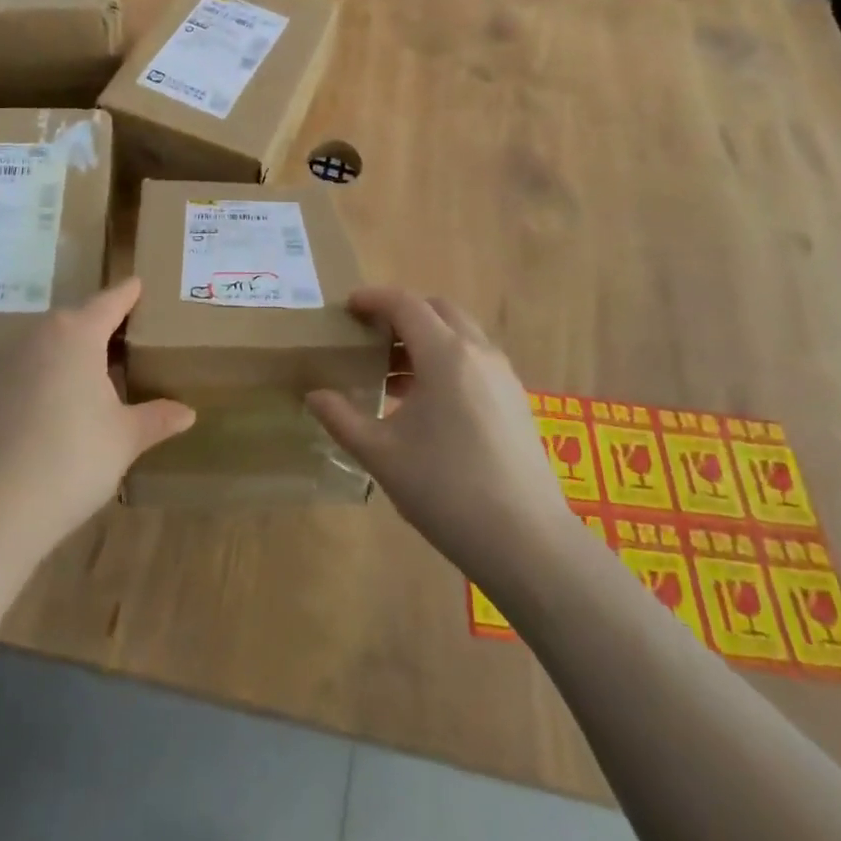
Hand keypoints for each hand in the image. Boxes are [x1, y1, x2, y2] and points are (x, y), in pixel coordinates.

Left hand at [0, 278, 193, 556]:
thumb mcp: (125, 437)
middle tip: (130, 333)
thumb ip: (157, 418)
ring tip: (101, 366)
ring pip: (51, 341)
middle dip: (102, 322)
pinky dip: (51, 371)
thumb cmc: (73, 458)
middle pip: (77, 317)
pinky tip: (65, 398)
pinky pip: (31, 365)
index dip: (129, 293)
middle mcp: (41, 335)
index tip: (141, 284)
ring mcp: (9, 362)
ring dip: (74, 347)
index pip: (110, 301)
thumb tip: (187, 413)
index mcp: (78, 333)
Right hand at [306, 287, 575, 599]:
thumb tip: (314, 396)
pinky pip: (476, 360)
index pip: (405, 304)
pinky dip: (448, 361)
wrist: (527, 542)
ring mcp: (503, 376)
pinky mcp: (516, 401)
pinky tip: (428, 404)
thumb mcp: (381, 455)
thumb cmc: (446, 490)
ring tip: (393, 376)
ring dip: (426, 339)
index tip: (347, 308)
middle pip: (437, 310)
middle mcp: (478, 352)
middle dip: (402, 314)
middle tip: (371, 338)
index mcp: (444, 354)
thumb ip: (342, 419)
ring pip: (460, 335)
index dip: (373, 299)